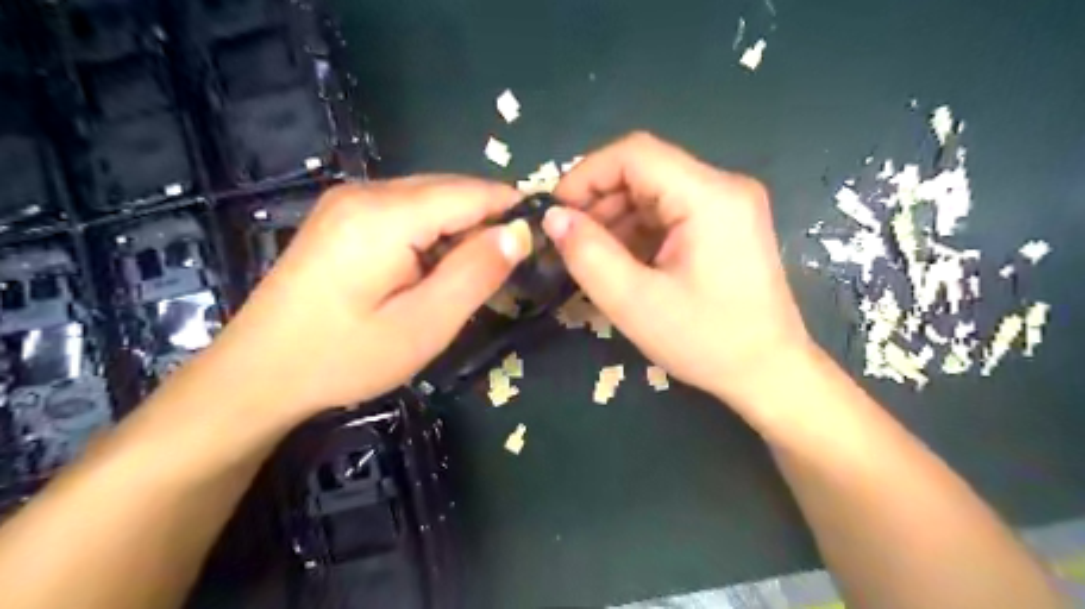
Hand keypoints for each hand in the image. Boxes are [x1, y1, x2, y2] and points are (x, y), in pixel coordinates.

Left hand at [208, 176, 530, 412]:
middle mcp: (366, 192)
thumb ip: (476, 273)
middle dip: (486, 221)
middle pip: (450, 189)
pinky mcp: (341, 217)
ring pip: (429, 198)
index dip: (512, 210)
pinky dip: (432, 232)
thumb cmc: (345, 357)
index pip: (471, 192)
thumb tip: (520, 232)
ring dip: (460, 229)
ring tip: (471, 274)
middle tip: (508, 268)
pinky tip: (431, 268)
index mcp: (386, 215)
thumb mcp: (424, 324)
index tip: (541, 241)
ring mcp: (348, 201)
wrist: (258, 373)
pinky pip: (405, 210)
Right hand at [548, 133, 809, 408]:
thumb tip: (553, 217)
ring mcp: (728, 206)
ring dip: (617, 217)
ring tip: (591, 255)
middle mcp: (724, 188)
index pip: (635, 154)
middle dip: (599, 200)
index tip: (556, 211)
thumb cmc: (706, 341)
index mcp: (709, 196)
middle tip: (569, 240)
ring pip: (655, 191)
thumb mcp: (634, 302)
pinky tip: (622, 261)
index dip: (586, 174)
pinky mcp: (726, 226)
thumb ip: (587, 254)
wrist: (769, 373)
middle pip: (645, 170)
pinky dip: (639, 231)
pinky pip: (670, 212)